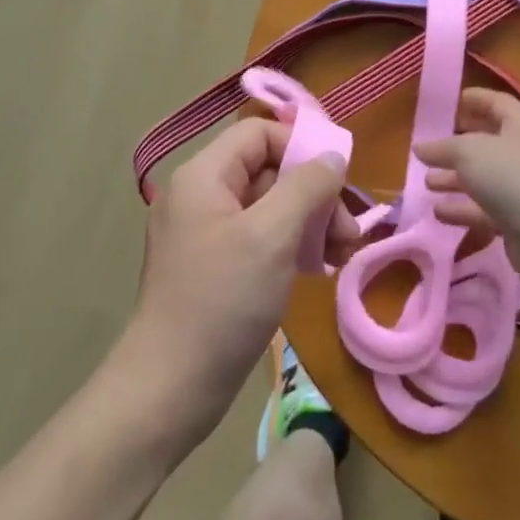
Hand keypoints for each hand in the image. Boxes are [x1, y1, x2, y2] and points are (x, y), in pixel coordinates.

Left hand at [122, 120, 353, 444]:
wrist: (170, 386)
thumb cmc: (222, 300)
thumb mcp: (271, 236)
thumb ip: (306, 187)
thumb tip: (333, 155)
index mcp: (204, 176)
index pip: (260, 134)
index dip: (302, 147)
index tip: (339, 182)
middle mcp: (201, 196)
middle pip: (268, 171)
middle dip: (314, 195)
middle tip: (349, 233)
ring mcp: (206, 234)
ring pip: (269, 208)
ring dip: (310, 223)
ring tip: (342, 255)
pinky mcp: (215, 267)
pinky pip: (259, 239)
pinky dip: (291, 247)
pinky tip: (318, 270)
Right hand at [414, 89, 519, 301]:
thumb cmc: (510, 175)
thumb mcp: (468, 151)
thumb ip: (442, 148)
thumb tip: (420, 147)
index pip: (497, 103)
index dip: (475, 99)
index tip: (450, 101)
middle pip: (488, 142)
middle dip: (459, 144)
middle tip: (431, 145)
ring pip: (483, 179)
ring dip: (455, 180)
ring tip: (427, 182)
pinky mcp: (516, 220)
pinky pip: (484, 209)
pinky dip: (462, 209)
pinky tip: (438, 212)